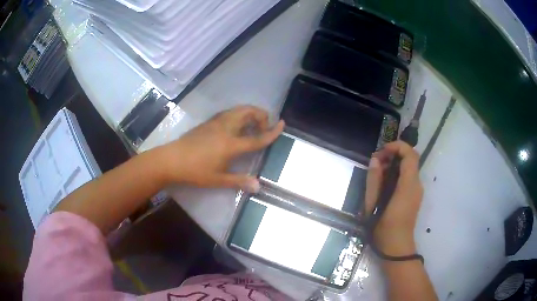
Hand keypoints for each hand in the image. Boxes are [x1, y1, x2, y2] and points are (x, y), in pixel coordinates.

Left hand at [157, 105, 283, 191]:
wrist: (171, 159)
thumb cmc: (195, 171)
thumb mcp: (218, 179)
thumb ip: (239, 181)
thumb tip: (258, 186)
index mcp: (231, 144)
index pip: (257, 137)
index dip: (272, 132)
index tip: (282, 124)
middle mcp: (226, 128)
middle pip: (249, 113)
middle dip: (261, 115)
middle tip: (263, 127)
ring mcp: (216, 122)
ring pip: (238, 109)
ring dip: (250, 113)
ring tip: (252, 125)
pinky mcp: (208, 122)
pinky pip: (229, 112)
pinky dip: (239, 114)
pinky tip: (235, 126)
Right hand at [365, 141, 422, 255]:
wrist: (396, 247)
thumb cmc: (383, 228)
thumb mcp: (373, 204)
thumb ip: (374, 180)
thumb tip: (375, 160)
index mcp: (408, 185)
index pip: (410, 155)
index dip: (397, 146)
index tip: (382, 151)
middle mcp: (417, 184)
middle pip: (410, 159)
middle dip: (393, 154)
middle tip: (376, 161)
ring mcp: (417, 190)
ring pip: (409, 167)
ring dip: (394, 164)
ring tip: (377, 172)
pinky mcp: (414, 195)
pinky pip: (408, 177)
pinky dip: (397, 173)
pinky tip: (384, 183)